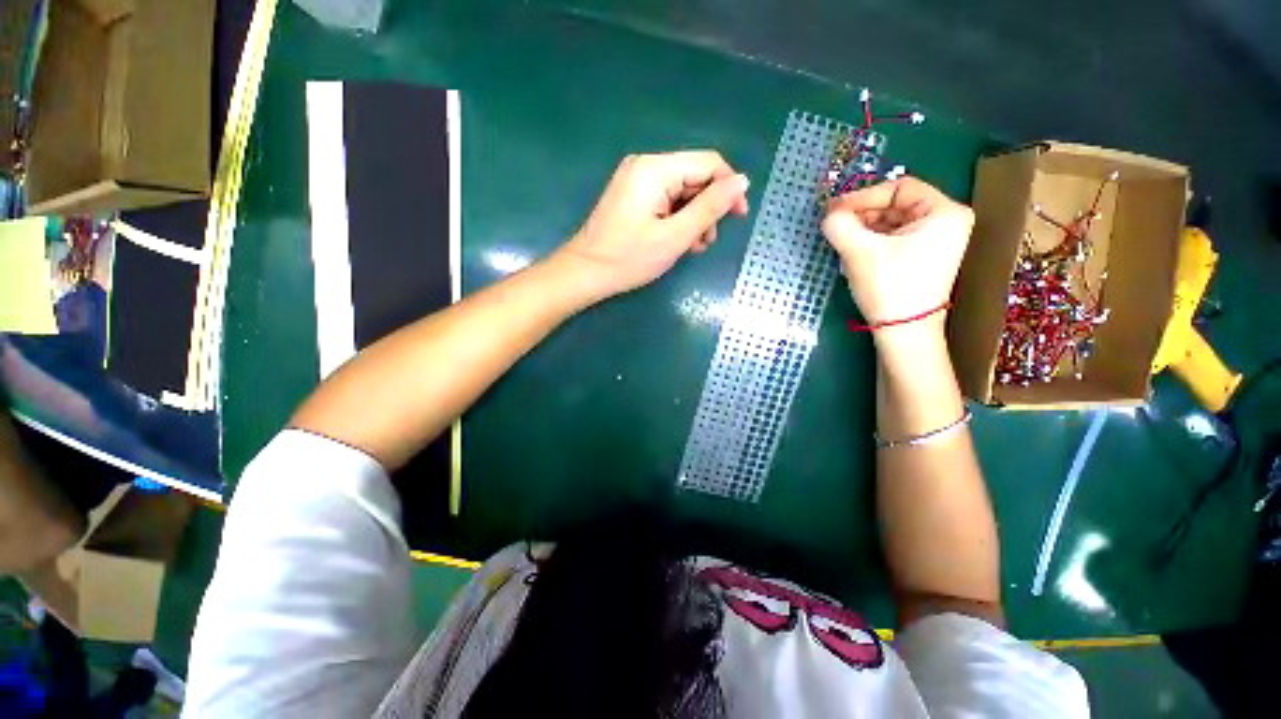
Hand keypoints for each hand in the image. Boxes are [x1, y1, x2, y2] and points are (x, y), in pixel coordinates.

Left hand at [555, 151, 749, 300]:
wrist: (585, 274)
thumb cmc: (629, 258)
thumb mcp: (675, 236)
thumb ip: (710, 208)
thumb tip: (742, 181)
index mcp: (655, 169)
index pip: (708, 163)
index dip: (729, 188)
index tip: (738, 218)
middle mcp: (646, 166)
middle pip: (694, 177)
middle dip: (708, 208)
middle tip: (707, 242)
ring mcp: (637, 181)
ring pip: (682, 191)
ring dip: (694, 217)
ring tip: (693, 247)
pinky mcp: (632, 196)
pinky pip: (666, 201)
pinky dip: (677, 219)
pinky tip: (679, 241)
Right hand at [822, 177, 972, 332]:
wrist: (904, 333)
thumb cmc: (889, 287)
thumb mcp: (860, 252)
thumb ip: (840, 225)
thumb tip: (829, 215)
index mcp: (944, 212)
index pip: (898, 188)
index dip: (863, 196)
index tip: (834, 210)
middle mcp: (945, 221)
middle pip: (894, 206)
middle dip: (861, 216)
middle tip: (834, 228)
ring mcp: (935, 241)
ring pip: (890, 224)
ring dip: (862, 232)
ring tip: (841, 246)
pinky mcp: (922, 258)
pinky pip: (892, 240)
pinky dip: (870, 244)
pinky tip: (853, 256)